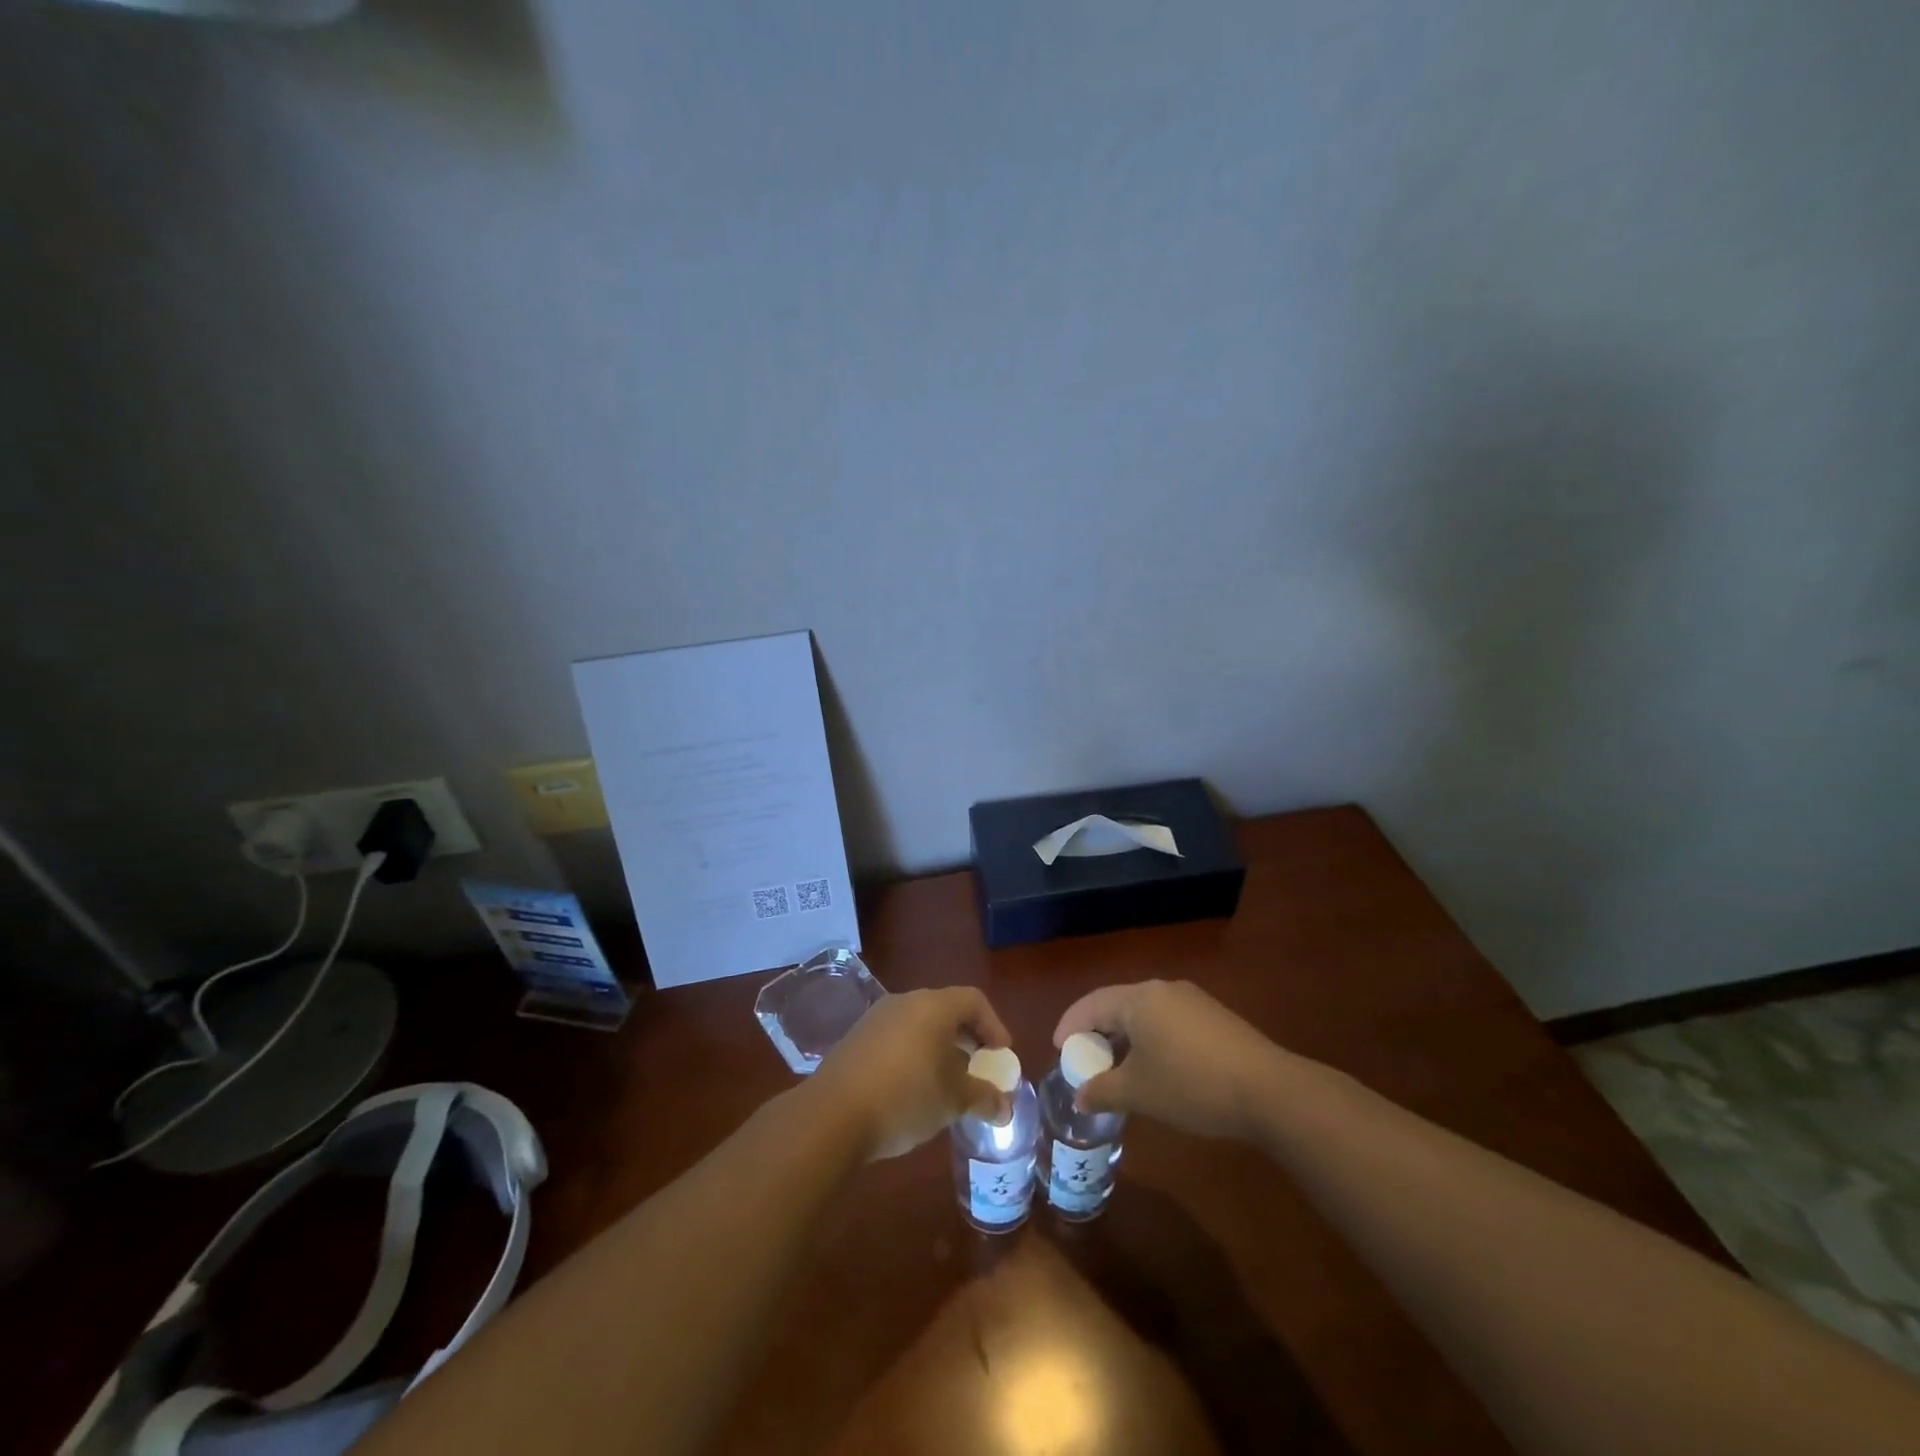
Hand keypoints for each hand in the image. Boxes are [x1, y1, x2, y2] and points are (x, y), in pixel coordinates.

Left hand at [809, 986, 1012, 1160]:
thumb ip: (984, 1098)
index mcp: (933, 1006)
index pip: (974, 1000)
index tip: (1001, 1056)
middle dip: (967, 1039)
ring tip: (947, 1083)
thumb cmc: (905, 1098)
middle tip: (978, 1069)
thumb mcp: (953, 1101)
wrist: (832, 1115)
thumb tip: (1004, 1107)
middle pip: (946, 1010)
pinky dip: (914, 1055)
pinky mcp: (856, 1039)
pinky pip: (896, 1038)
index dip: (994, 1026)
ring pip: (919, 1025)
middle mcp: (905, 1002)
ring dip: (939, 1048)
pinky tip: (913, 1089)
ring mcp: (876, 1018)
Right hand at [1052, 980, 1280, 1141]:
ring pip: (1145, 1013)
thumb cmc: (1190, 1085)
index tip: (1059, 1049)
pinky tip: (1156, 1067)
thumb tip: (1079, 1096)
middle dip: (1098, 1031)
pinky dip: (1151, 1038)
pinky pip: (1168, 1020)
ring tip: (1118, 1066)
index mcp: (1139, 998)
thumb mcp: (1139, 1092)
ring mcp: (1192, 1000)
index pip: (1092, 1003)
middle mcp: (1163, 989)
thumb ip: (1102, 1090)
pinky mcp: (1214, 1017)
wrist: (1268, 1090)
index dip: (1070, 1025)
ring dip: (1126, 1037)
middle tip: (1085, 1058)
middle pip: (1118, 1004)